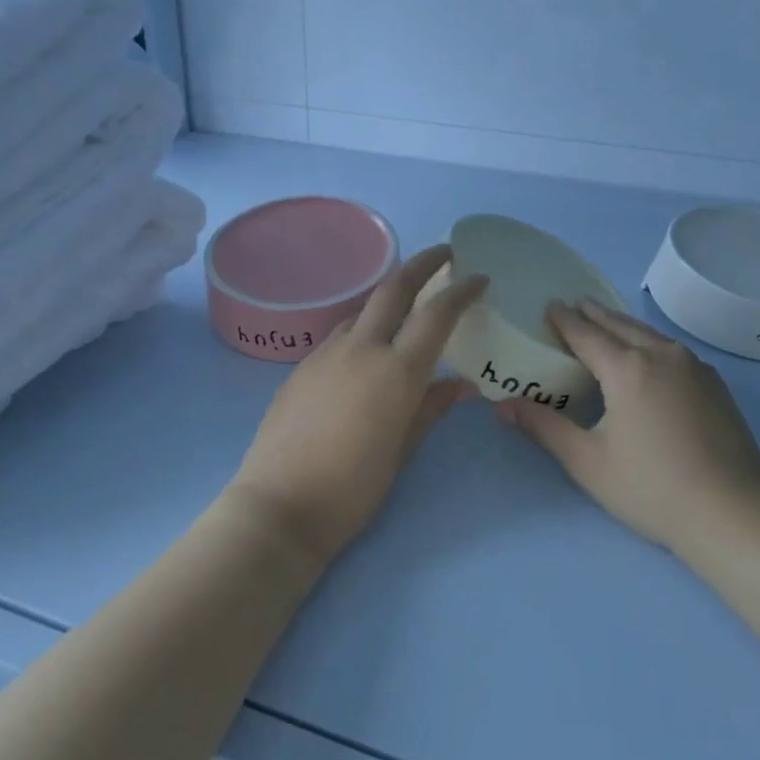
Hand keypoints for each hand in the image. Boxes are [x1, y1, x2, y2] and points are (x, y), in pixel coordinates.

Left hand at [228, 245, 487, 565]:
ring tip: (406, 308)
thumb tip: (459, 385)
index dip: (461, 291)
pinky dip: (362, 329)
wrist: (280, 505)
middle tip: (444, 254)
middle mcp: (361, 349)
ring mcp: (325, 354)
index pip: (437, 314)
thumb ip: (431, 409)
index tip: (479, 278)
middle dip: (422, 264)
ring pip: (362, 310)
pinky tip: (365, 352)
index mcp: (396, 371)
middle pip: (394, 288)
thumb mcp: (403, 450)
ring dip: (388, 298)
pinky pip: (339, 335)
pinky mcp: (301, 367)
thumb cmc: (353, 488)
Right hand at [497, 298, 759, 555]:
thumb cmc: (651, 488)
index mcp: (627, 368)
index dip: (565, 320)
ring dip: (624, 325)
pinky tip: (649, 355)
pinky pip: (672, 350)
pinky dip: (650, 342)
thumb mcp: (588, 461)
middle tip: (574, 304)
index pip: (587, 334)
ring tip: (607, 322)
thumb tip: (502, 406)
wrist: (734, 513)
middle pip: (621, 325)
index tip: (549, 305)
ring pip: (650, 334)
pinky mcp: (716, 385)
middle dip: (594, 314)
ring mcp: (695, 368)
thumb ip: (544, 428)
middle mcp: (662, 356)